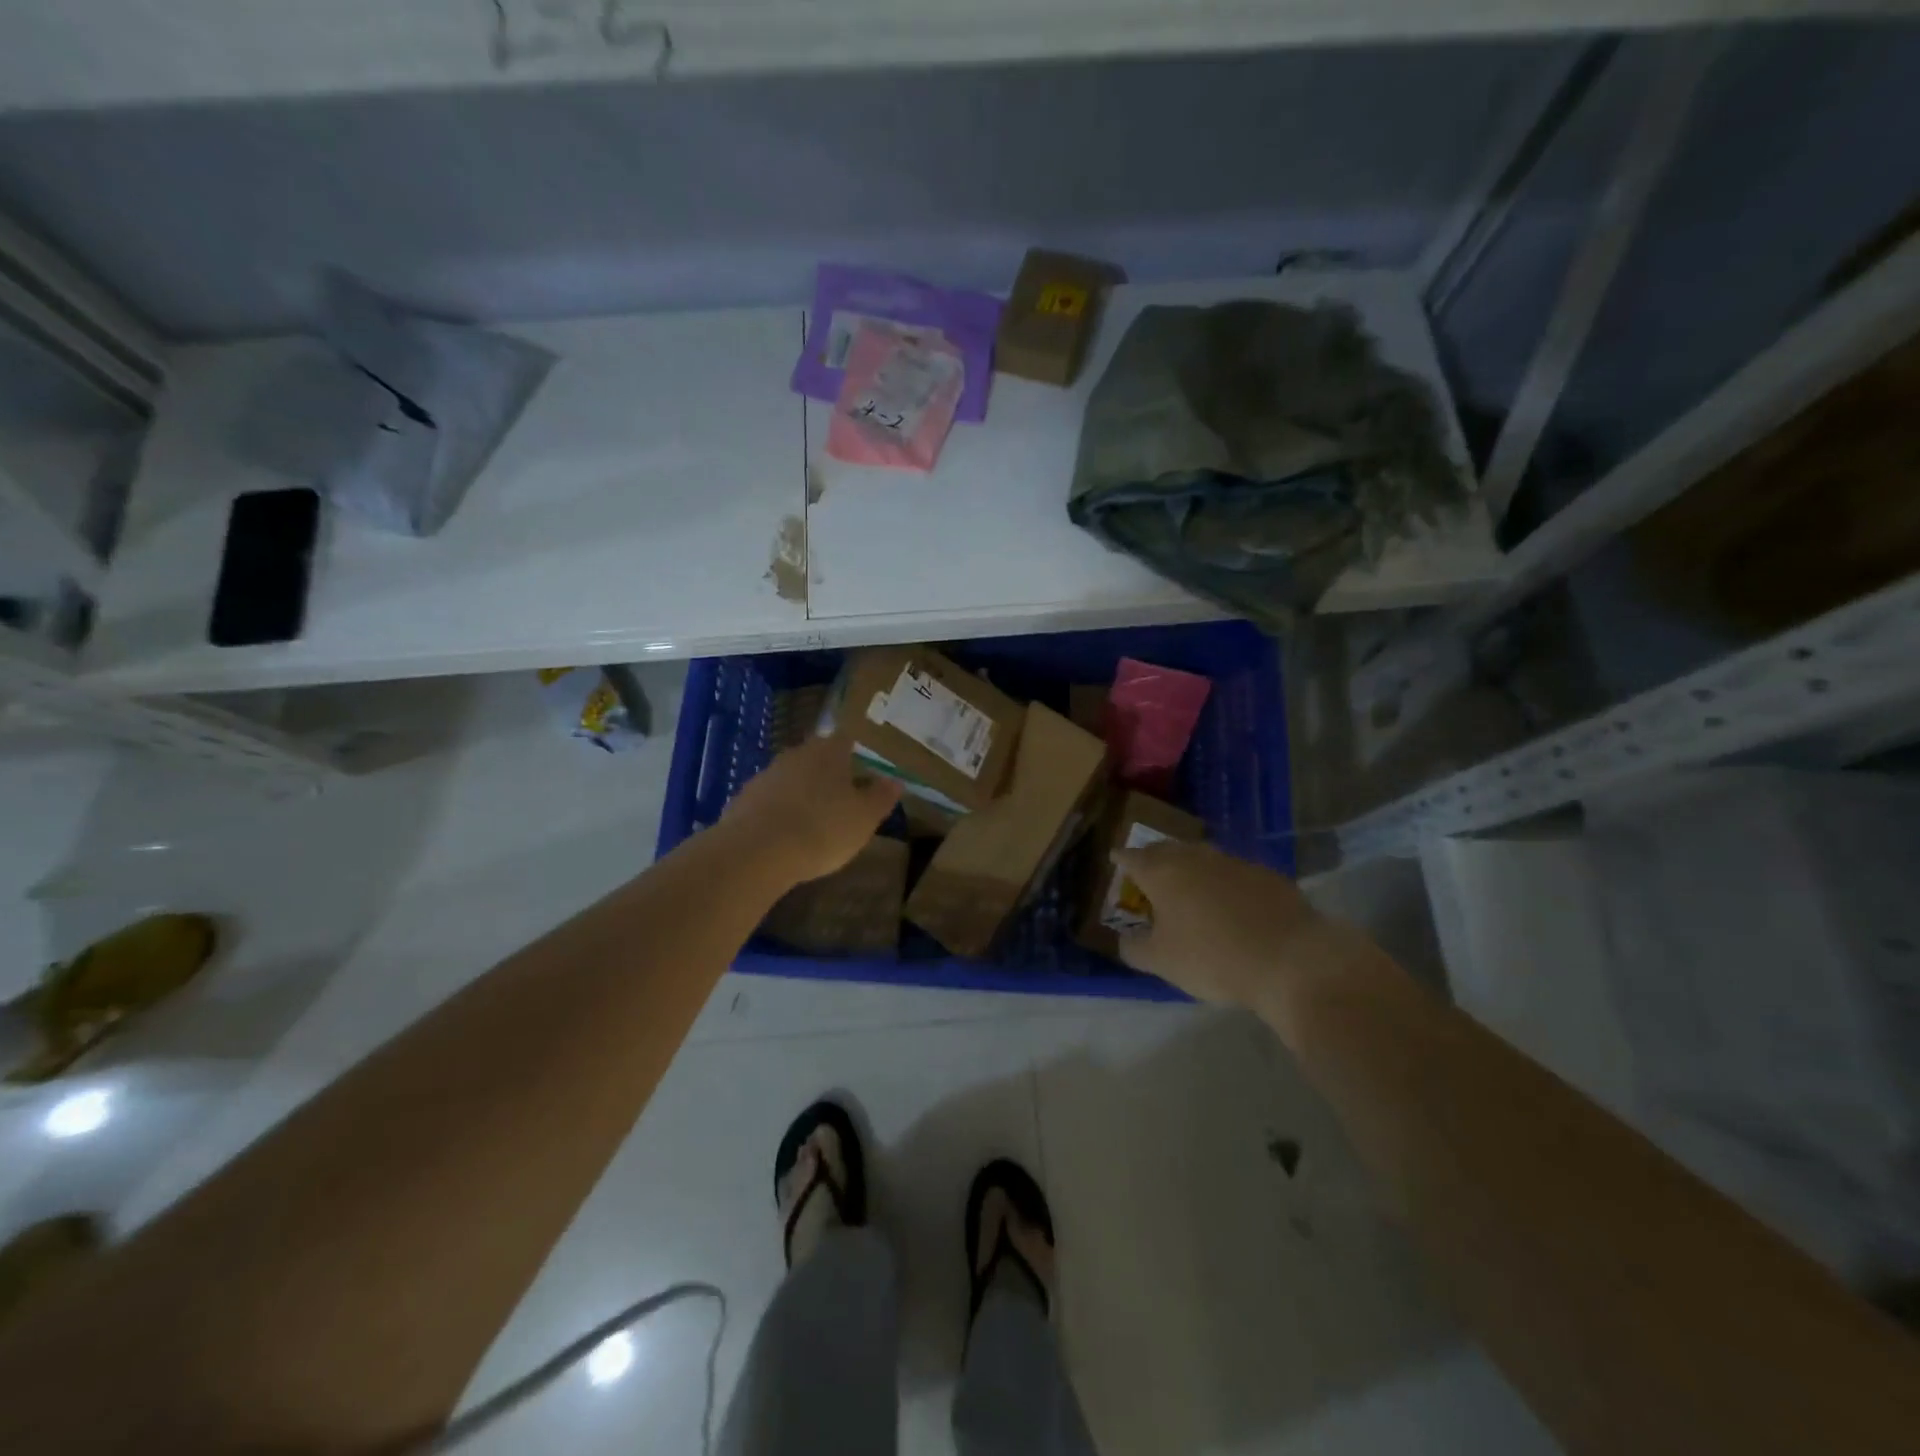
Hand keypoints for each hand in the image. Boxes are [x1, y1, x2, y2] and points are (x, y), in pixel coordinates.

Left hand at [721, 734, 902, 885]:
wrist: (757, 852)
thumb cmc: (823, 829)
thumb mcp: (865, 818)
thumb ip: (881, 797)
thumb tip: (894, 780)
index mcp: (829, 751)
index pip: (847, 739)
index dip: (857, 752)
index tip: (865, 768)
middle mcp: (796, 754)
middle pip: (817, 756)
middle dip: (829, 773)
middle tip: (843, 795)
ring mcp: (766, 775)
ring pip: (792, 777)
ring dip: (802, 792)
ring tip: (814, 818)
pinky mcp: (743, 799)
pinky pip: (770, 800)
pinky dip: (780, 811)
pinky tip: (785, 834)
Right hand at [1112, 841, 1330, 1009]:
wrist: (1290, 959)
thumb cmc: (1212, 958)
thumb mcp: (1161, 962)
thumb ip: (1134, 948)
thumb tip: (1124, 939)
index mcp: (1162, 872)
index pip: (1132, 857)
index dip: (1121, 859)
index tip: (1115, 858)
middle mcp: (1195, 857)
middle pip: (1167, 849)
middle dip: (1154, 857)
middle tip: (1148, 870)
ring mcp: (1234, 862)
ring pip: (1203, 857)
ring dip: (1191, 867)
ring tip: (1188, 885)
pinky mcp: (1267, 875)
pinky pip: (1234, 873)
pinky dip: (1225, 883)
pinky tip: (1231, 903)